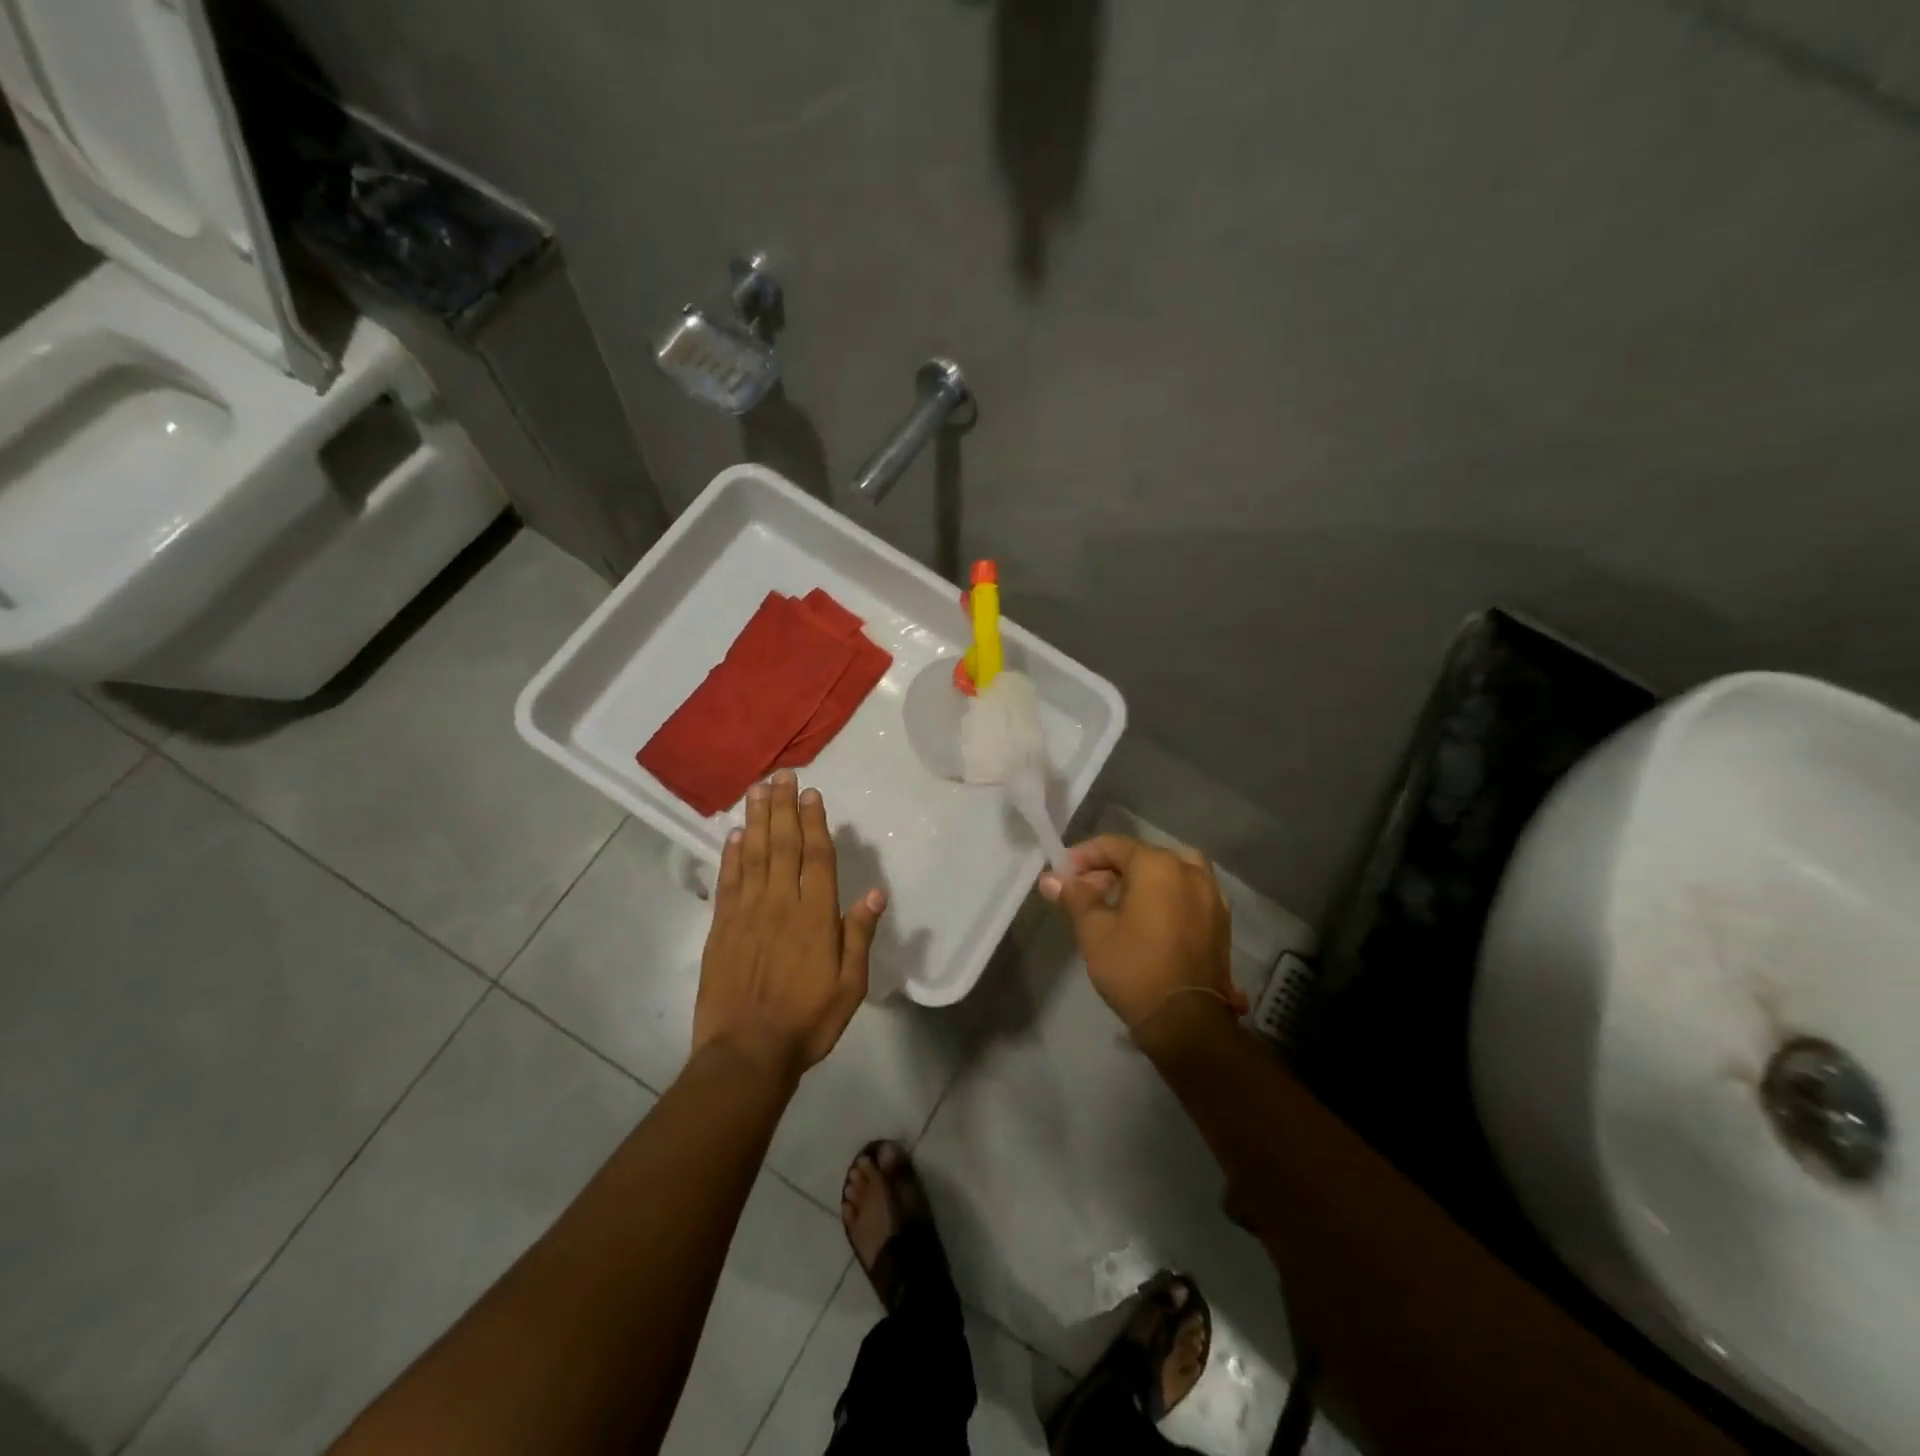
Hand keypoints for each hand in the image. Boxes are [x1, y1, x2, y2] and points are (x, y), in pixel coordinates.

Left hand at [693, 770, 886, 1085]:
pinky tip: (734, 834)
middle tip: (781, 775)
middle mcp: (780, 903)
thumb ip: (859, 935)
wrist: (746, 1053)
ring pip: (753, 855)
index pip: (816, 857)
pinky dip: (731, 854)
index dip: (814, 822)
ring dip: (757, 819)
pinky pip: (728, 881)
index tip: (810, 793)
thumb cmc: (807, 1021)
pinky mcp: (721, 928)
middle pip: (782, 845)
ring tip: (758, 789)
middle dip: (783, 807)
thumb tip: (875, 892)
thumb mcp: (850, 985)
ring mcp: (746, 913)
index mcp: (815, 916)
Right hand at [1037, 835, 1247, 1034]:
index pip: (1113, 845)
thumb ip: (1074, 897)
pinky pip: (1186, 893)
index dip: (1083, 857)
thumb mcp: (1093, 930)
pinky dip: (1165, 896)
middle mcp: (1190, 870)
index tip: (1063, 876)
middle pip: (1142, 857)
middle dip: (1110, 870)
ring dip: (1140, 881)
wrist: (1186, 1020)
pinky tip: (1147, 920)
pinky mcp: (1220, 921)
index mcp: (1158, 865)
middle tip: (1085, 892)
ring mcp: (1211, 895)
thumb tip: (1051, 879)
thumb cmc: (1134, 967)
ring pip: (1169, 873)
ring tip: (1117, 904)